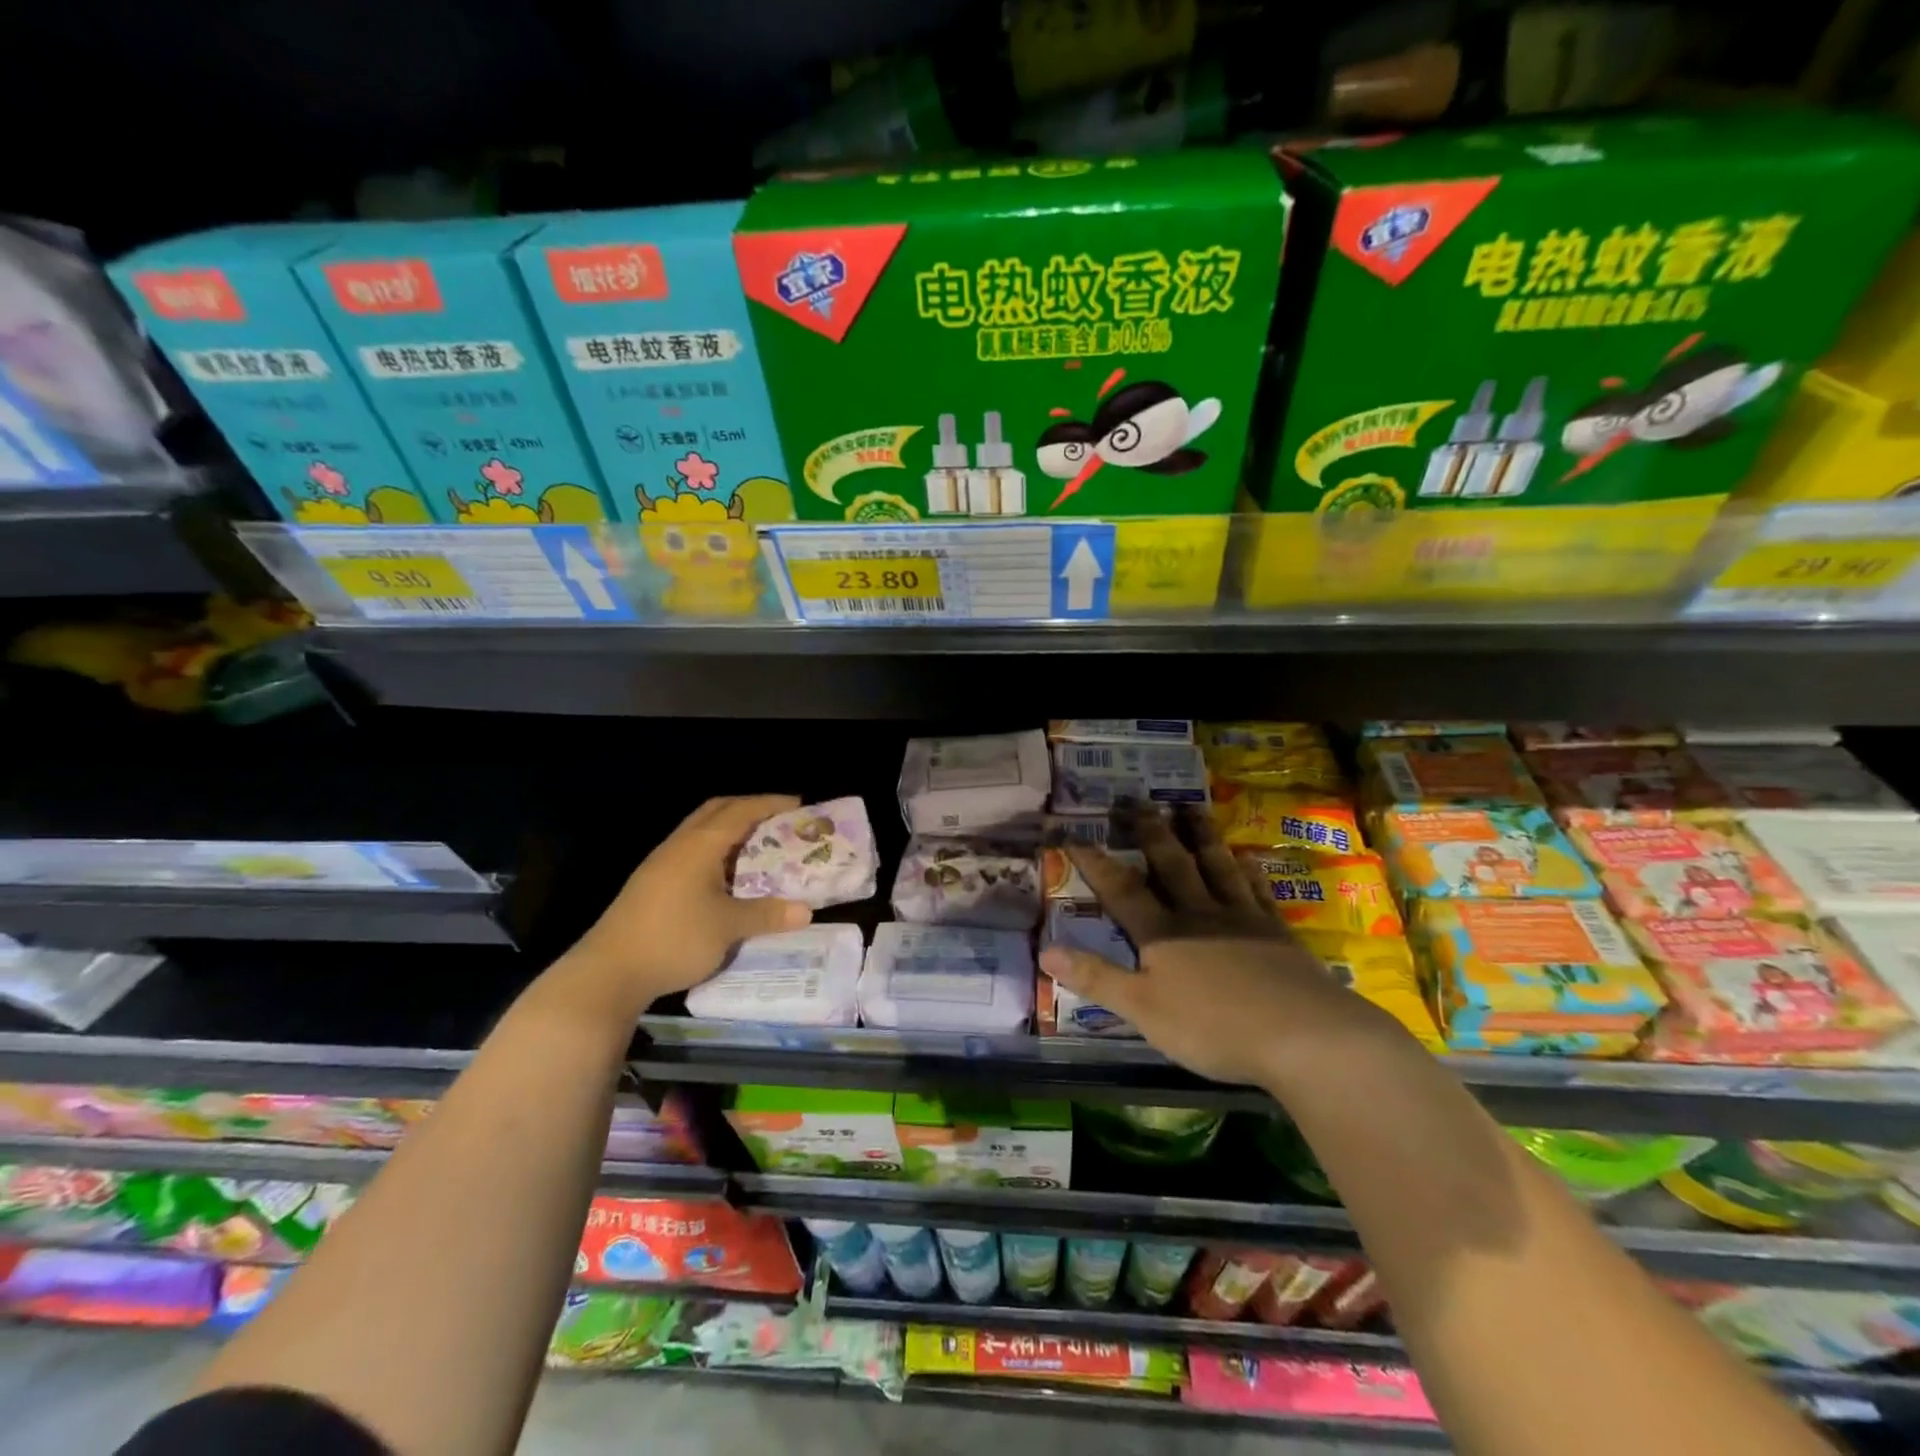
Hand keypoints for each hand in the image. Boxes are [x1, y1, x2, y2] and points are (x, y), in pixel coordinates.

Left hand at [568, 794, 812, 1012]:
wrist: (609, 972)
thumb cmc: (675, 938)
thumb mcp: (728, 927)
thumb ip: (767, 915)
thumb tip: (806, 912)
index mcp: (700, 845)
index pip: (741, 811)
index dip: (771, 804)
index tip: (799, 805)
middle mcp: (679, 845)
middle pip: (717, 811)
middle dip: (749, 809)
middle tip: (779, 821)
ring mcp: (661, 864)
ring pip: (701, 832)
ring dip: (730, 831)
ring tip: (759, 847)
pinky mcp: (652, 884)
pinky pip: (692, 852)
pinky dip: (716, 852)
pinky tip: (727, 877)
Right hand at [1039, 806, 1382, 1087]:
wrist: (1304, 1035)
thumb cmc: (1214, 1028)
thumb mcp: (1144, 1010)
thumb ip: (1096, 978)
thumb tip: (1045, 951)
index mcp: (1163, 934)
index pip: (1121, 890)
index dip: (1095, 861)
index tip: (1074, 831)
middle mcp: (1199, 914)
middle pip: (1171, 864)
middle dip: (1150, 831)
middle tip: (1138, 799)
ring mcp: (1243, 918)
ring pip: (1216, 866)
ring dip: (1200, 835)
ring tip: (1190, 807)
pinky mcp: (1278, 932)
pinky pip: (1258, 891)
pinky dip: (1249, 871)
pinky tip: (1247, 858)